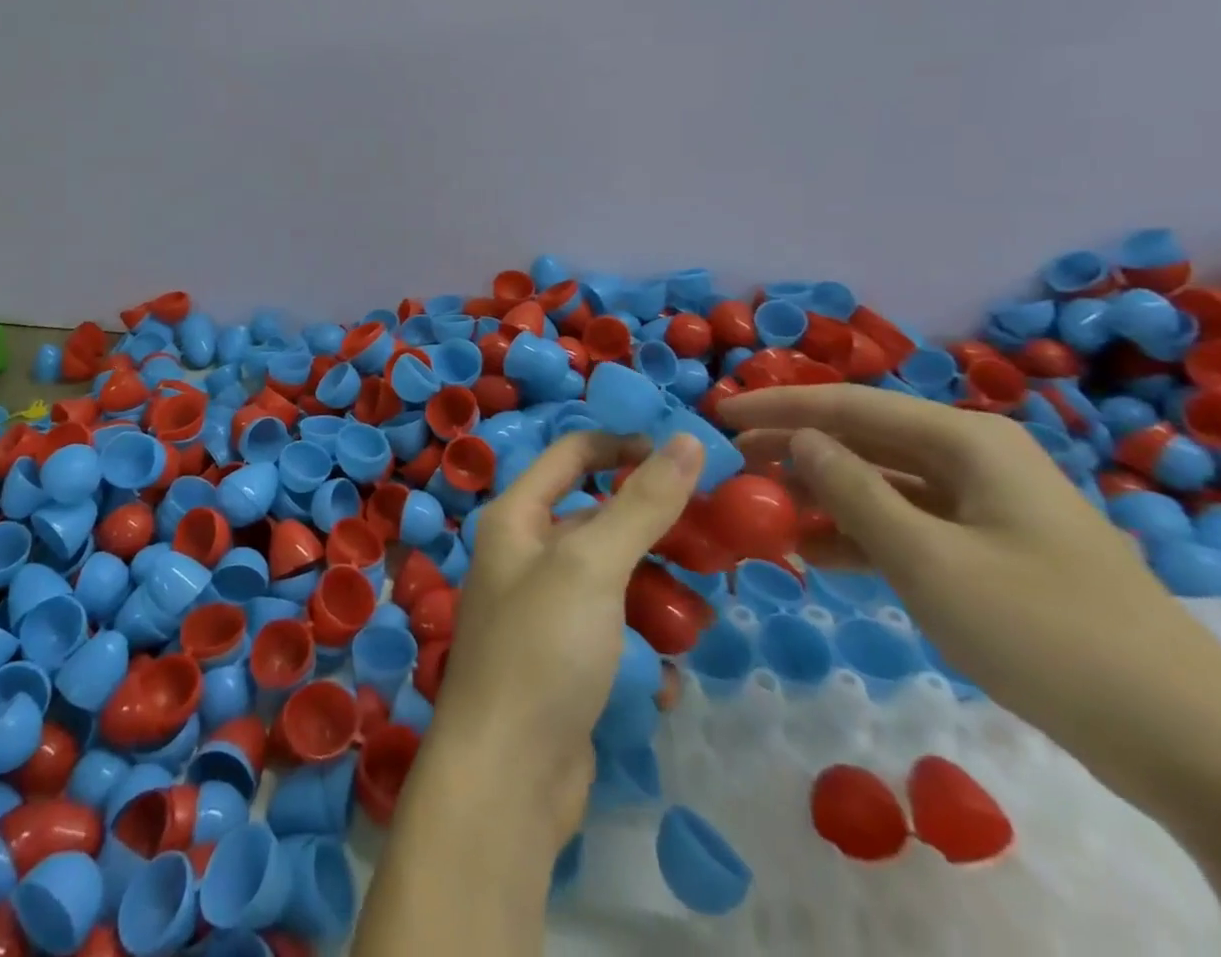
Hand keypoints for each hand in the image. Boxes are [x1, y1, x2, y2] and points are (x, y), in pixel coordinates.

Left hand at [426, 431, 702, 851]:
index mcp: (516, 517)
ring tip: (700, 617)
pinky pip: (613, 634)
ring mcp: (545, 612)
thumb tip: (688, 439)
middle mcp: (525, 555)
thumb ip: (641, 502)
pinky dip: (641, 648)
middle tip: (713, 542)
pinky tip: (664, 679)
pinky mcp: (565, 662)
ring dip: (658, 595)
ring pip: (614, 580)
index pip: (572, 454)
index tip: (684, 460)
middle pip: (599, 519)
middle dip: (654, 529)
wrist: (507, 780)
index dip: (623, 446)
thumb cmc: (542, 650)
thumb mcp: (593, 564)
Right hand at [719, 385, 1220, 745]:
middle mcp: (972, 457)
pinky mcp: (989, 550)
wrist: (1185, 739)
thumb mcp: (925, 559)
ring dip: (821, 497)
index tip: (718, 415)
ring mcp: (983, 505)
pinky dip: (858, 535)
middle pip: (863, 439)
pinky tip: (813, 555)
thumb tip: (797, 440)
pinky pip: (906, 524)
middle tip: (731, 466)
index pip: (848, 405)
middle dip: (795, 451)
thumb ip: (851, 491)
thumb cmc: (1040, 629)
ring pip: (881, 483)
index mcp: (964, 440)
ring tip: (760, 513)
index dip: (778, 407)